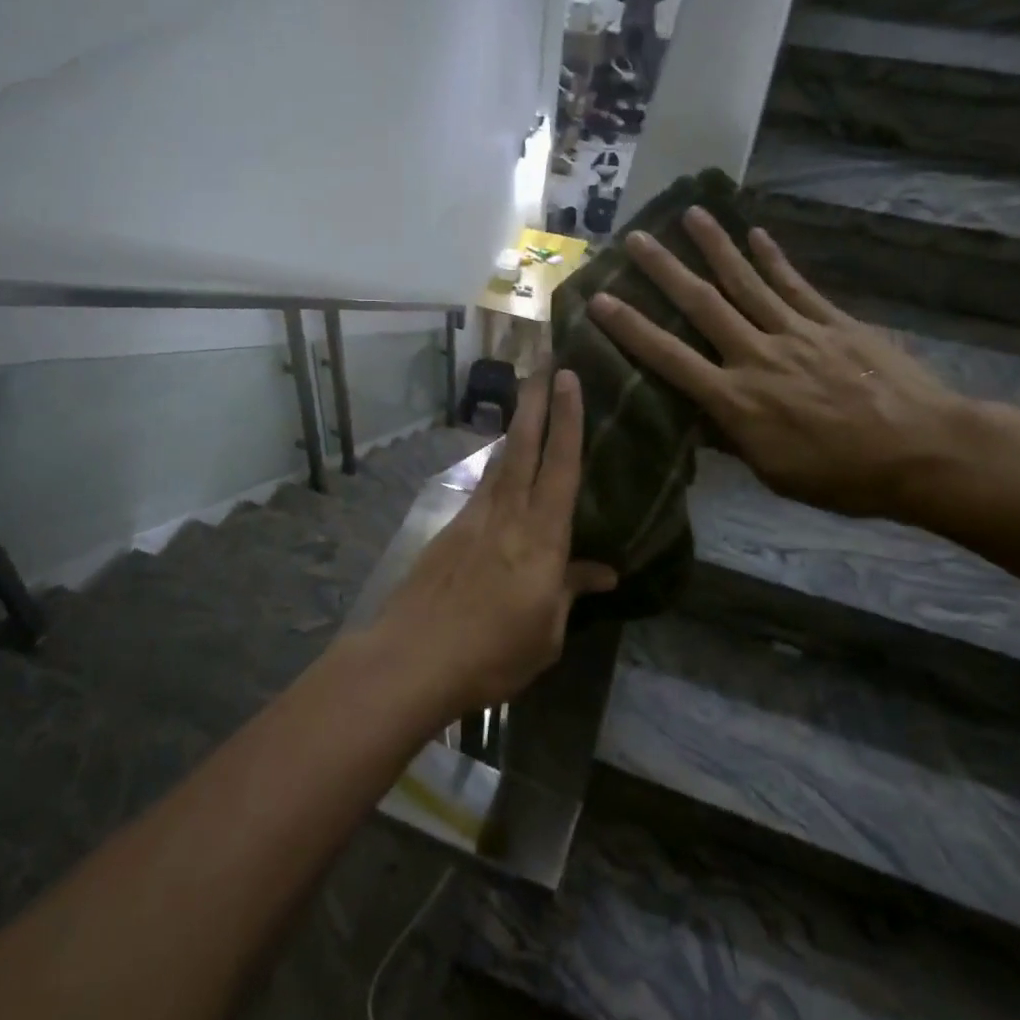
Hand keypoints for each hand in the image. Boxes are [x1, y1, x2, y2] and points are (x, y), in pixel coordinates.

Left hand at [368, 371, 617, 710]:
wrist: (413, 656)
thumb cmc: (492, 653)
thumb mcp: (546, 633)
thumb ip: (571, 592)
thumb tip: (605, 571)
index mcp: (542, 538)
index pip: (562, 467)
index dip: (569, 420)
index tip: (569, 378)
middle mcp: (508, 515)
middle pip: (524, 446)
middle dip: (536, 401)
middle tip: (543, 362)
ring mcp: (474, 519)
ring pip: (500, 461)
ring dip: (516, 427)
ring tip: (526, 401)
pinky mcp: (449, 530)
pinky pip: (482, 487)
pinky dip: (495, 466)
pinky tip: (499, 466)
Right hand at [588, 207, 969, 520]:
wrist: (925, 452)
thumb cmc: (843, 475)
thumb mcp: (773, 471)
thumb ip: (731, 438)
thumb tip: (695, 417)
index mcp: (736, 400)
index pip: (670, 358)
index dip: (632, 328)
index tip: (600, 300)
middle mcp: (758, 356)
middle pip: (703, 305)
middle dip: (665, 270)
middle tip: (636, 238)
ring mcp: (798, 333)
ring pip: (747, 283)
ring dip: (715, 247)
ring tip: (690, 214)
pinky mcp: (834, 323)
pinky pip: (796, 286)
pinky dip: (774, 259)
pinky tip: (756, 235)